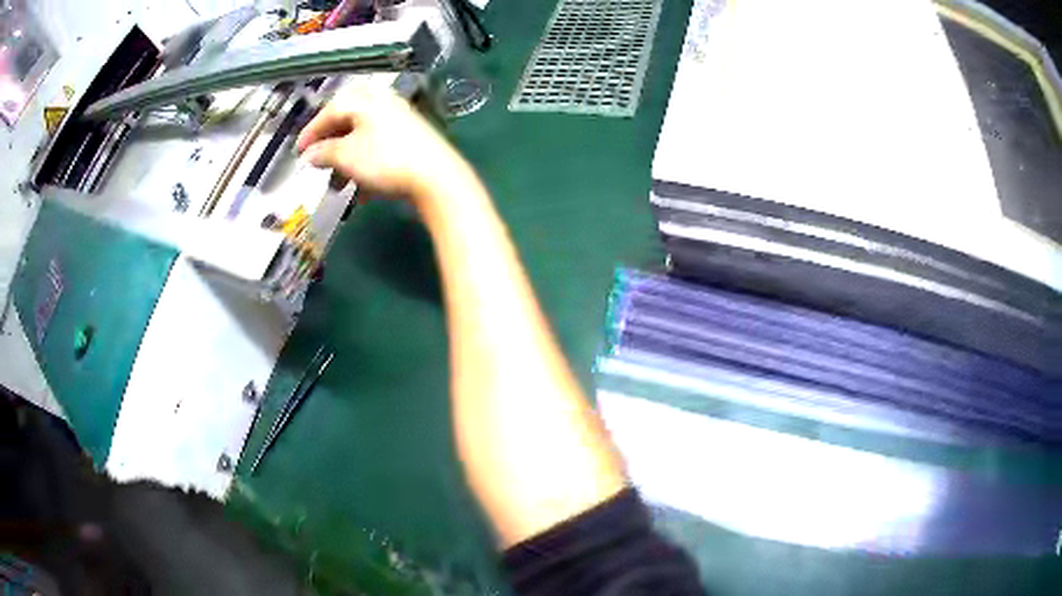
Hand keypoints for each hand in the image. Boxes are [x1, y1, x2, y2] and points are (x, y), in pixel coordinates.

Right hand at [296, 83, 468, 199]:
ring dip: (346, 164)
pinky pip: (379, 151)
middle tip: (318, 168)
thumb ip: (323, 153)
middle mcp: (383, 103)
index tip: (297, 153)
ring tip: (338, 187)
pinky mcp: (412, 141)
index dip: (311, 133)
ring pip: (362, 140)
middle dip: (330, 151)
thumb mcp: (346, 156)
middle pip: (347, 125)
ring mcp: (400, 121)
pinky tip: (363, 193)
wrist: (436, 178)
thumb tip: (309, 155)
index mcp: (365, 99)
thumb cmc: (384, 160)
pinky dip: (366, 168)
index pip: (330, 111)